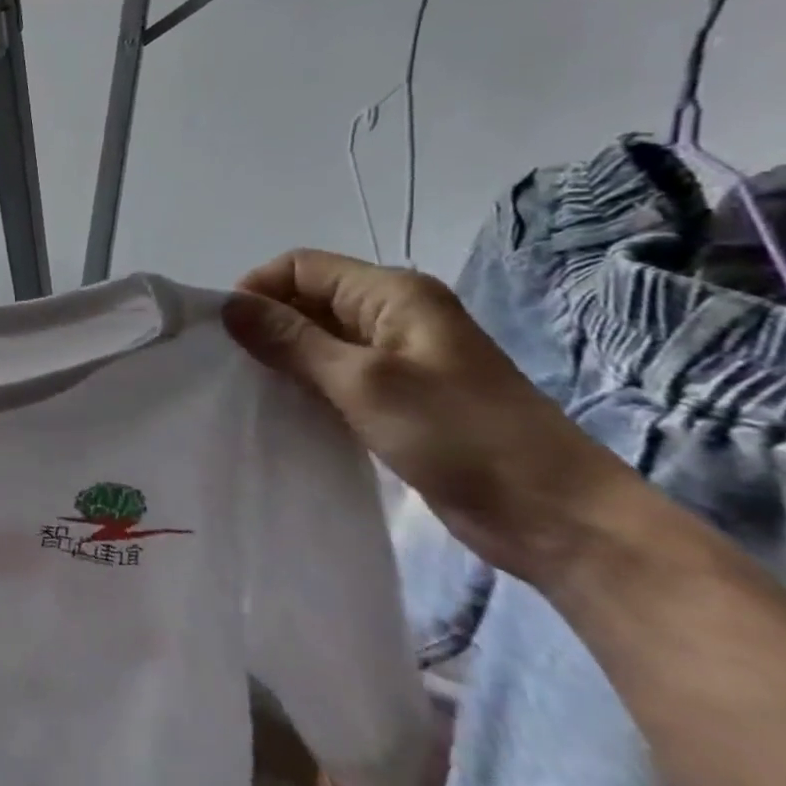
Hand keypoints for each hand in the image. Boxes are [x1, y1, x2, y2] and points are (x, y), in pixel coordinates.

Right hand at [223, 248, 624, 584]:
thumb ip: (291, 339)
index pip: (300, 267)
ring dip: (284, 358)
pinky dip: (306, 384)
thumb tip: (229, 305)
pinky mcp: (399, 396)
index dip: (258, 290)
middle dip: (266, 324)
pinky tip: (284, 409)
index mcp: (392, 293)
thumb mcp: (363, 382)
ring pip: (318, 339)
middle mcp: (393, 315)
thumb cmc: (460, 436)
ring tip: (251, 389)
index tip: (227, 335)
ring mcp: (398, 357)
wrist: (558, 518)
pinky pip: (335, 374)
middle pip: (307, 299)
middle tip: (231, 366)